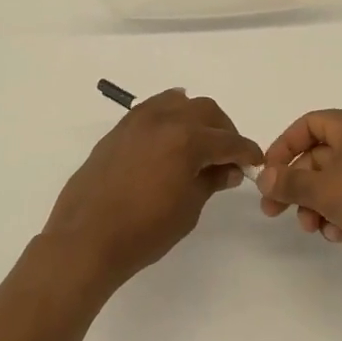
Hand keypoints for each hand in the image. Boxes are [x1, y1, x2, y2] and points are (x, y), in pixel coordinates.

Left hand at [41, 89, 263, 293]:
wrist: (87, 238)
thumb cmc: (144, 231)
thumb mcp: (188, 209)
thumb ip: (210, 181)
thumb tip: (228, 169)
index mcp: (186, 140)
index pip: (228, 140)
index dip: (246, 152)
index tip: (254, 163)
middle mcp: (163, 120)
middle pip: (205, 111)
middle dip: (223, 131)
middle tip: (228, 157)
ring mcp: (137, 121)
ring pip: (178, 102)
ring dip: (196, 118)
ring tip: (199, 144)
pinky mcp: (119, 130)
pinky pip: (152, 109)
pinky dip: (169, 116)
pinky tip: (171, 137)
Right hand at [257, 109, 341, 272]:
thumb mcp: (324, 189)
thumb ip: (289, 182)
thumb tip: (263, 177)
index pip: (307, 125)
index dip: (283, 147)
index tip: (267, 174)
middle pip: (317, 156)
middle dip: (297, 186)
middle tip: (275, 211)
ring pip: (333, 181)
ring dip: (316, 205)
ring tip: (313, 228)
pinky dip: (339, 213)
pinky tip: (337, 235)